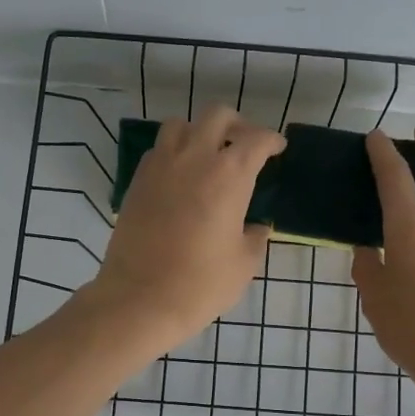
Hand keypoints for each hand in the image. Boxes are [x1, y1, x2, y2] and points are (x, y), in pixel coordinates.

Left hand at [87, 105, 285, 352]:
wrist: (140, 299)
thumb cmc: (201, 283)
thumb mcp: (243, 264)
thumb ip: (255, 237)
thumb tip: (256, 227)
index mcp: (229, 174)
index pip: (257, 140)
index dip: (271, 141)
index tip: (277, 148)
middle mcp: (194, 158)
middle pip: (217, 117)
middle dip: (237, 124)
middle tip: (245, 145)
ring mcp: (160, 166)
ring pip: (180, 125)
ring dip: (199, 132)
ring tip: (207, 154)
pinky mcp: (137, 181)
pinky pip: (158, 150)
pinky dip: (173, 152)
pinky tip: (180, 177)